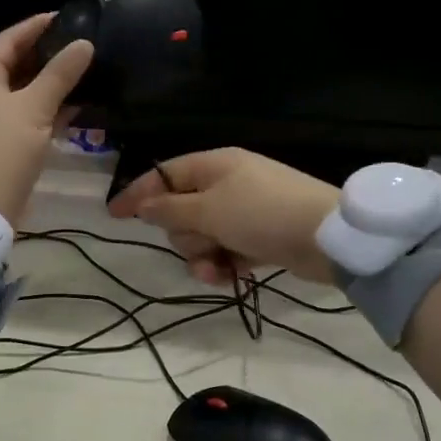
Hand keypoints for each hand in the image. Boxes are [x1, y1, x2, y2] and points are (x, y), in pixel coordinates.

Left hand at [0, 13, 93, 222]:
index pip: (6, 40)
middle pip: (12, 65)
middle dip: (44, 54)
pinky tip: (74, 107)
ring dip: (48, 83)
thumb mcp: (35, 108)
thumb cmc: (4, 150)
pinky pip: (24, 115)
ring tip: (81, 71)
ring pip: (21, 92)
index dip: (33, 27)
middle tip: (76, 44)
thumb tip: (84, 43)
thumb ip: (60, 74)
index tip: (62, 18)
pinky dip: (46, 108)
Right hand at [108, 149, 340, 284]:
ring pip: (202, 235)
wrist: (327, 237)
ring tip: (216, 267)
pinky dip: (223, 264)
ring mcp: (244, 210)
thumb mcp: (209, 210)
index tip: (113, 215)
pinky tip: (228, 276)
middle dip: (184, 233)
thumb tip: (144, 205)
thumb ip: (170, 209)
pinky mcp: (259, 236)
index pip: (164, 174)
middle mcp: (227, 183)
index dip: (137, 193)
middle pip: (181, 210)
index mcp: (214, 164)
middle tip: (201, 241)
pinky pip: (226, 250)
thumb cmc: (261, 213)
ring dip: (202, 254)